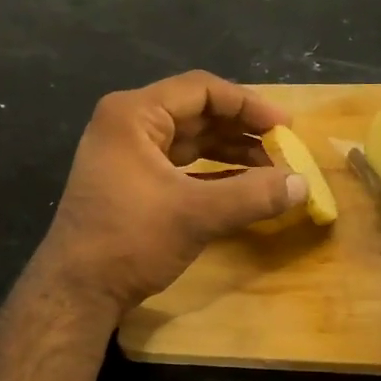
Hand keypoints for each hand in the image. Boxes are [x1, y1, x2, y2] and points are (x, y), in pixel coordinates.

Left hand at [34, 71, 307, 315]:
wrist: (77, 291)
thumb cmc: (130, 240)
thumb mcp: (196, 215)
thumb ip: (253, 195)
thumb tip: (303, 184)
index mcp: (134, 115)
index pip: (202, 90)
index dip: (249, 106)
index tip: (285, 128)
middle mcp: (128, 125)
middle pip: (197, 113)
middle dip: (242, 131)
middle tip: (283, 149)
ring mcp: (127, 154)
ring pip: (191, 141)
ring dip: (231, 152)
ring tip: (271, 169)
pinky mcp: (132, 182)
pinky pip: (181, 165)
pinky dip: (213, 173)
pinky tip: (244, 186)